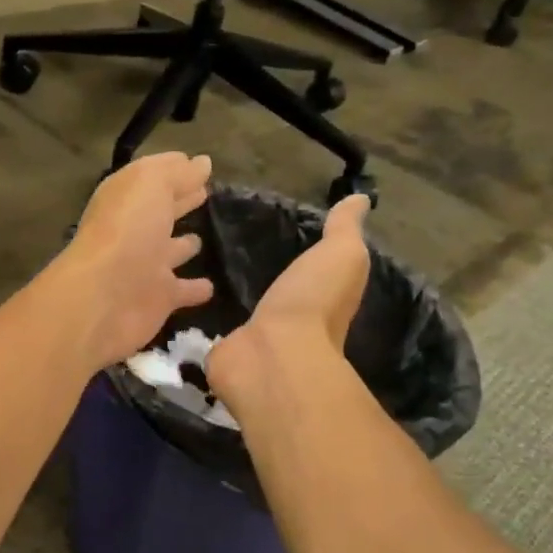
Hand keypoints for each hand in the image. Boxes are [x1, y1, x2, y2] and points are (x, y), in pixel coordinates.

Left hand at [44, 153, 214, 370]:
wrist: (105, 297)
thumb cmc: (127, 229)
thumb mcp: (152, 185)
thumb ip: (178, 173)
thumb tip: (203, 162)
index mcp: (127, 199)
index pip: (154, 178)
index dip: (175, 170)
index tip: (202, 166)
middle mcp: (134, 230)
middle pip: (161, 213)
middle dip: (180, 202)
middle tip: (205, 194)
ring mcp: (146, 266)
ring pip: (170, 251)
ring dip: (185, 245)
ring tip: (205, 238)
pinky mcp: (159, 299)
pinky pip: (183, 291)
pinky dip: (196, 289)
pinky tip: (212, 286)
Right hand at [208, 194, 370, 405]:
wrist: (272, 354)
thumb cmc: (312, 302)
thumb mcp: (341, 254)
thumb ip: (345, 229)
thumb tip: (361, 198)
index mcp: (322, 301)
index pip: (315, 279)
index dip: (305, 264)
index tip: (280, 235)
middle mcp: (293, 326)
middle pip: (278, 298)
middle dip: (261, 280)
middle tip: (232, 248)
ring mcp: (257, 343)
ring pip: (246, 315)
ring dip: (232, 301)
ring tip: (206, 269)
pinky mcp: (227, 353)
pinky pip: (218, 333)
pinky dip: (207, 320)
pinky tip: (191, 300)